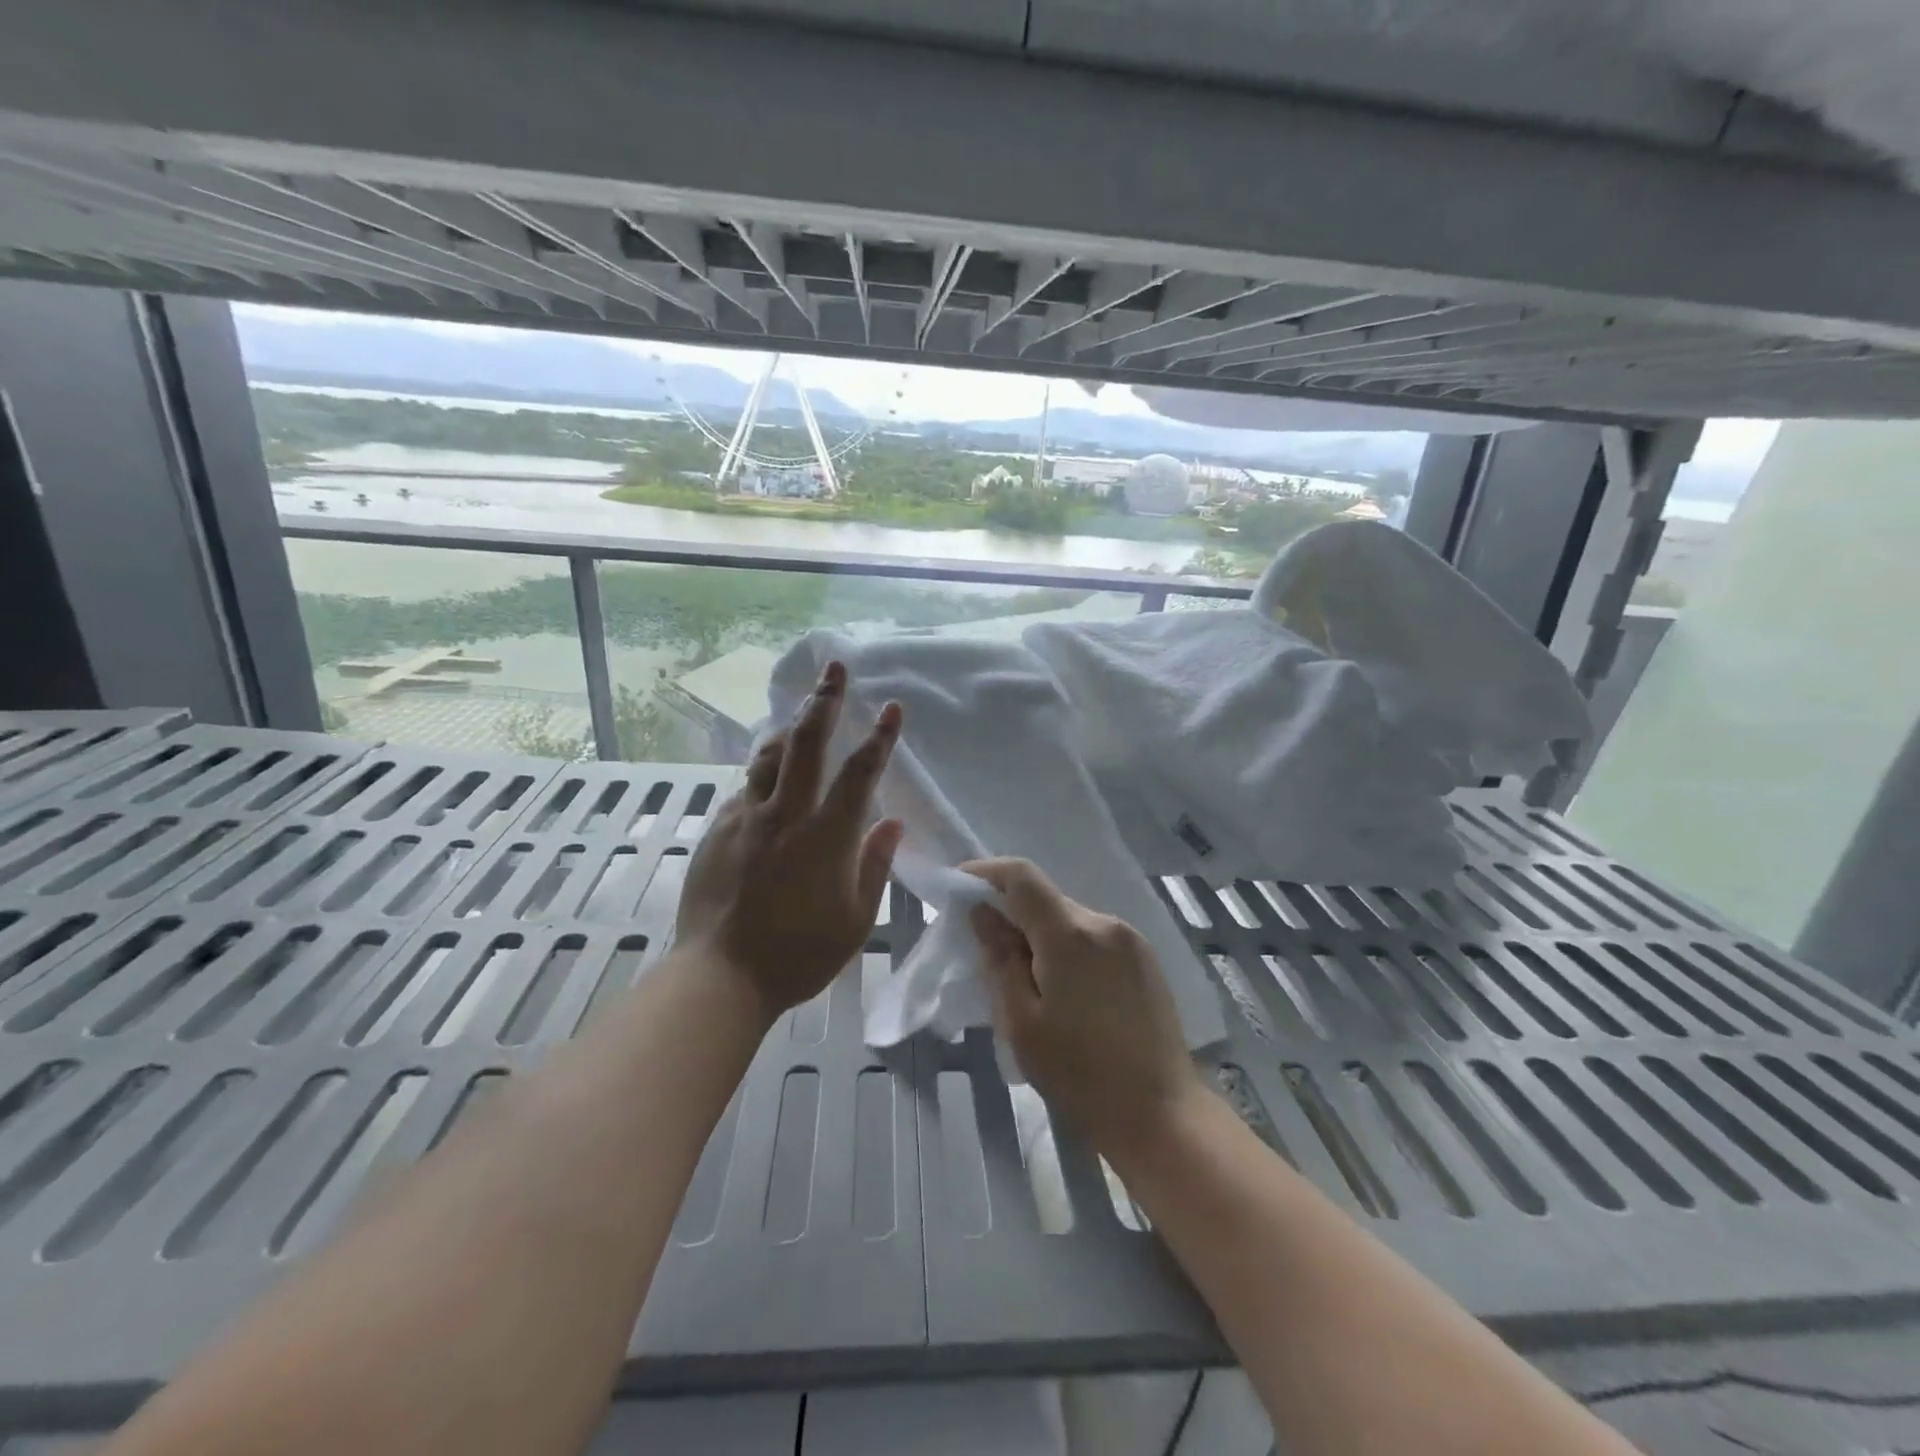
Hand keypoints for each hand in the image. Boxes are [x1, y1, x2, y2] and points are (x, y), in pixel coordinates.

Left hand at [677, 660, 904, 1021]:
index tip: (892, 707)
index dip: (879, 737)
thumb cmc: (800, 954)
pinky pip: (743, 790)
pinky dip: (760, 776)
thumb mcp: (856, 919)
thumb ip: (874, 865)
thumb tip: (891, 823)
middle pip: (806, 744)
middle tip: (834, 669)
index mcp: (826, 836)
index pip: (859, 773)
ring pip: (767, 757)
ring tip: (797, 713)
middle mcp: (785, 815)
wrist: (722, 976)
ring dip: (787, 729)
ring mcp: (746, 819)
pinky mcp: (717, 831)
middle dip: (824, 701)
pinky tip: (765, 781)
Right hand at [966, 858, 1205, 1155]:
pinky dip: (1069, 948)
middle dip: (1012, 913)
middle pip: (1046, 900)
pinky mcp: (1145, 959)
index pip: (1022, 877)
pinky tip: (1065, 990)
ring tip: (1027, 980)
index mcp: (1070, 934)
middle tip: (987, 950)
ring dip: (1042, 935)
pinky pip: (1094, 937)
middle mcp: (1104, 923)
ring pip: (1070, 919)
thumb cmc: (1079, 1075)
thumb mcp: (1021, 1022)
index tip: (959, 887)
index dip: (986, 873)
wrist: (1161, 1115)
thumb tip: (982, 912)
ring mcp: (1130, 940)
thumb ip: (999, 958)